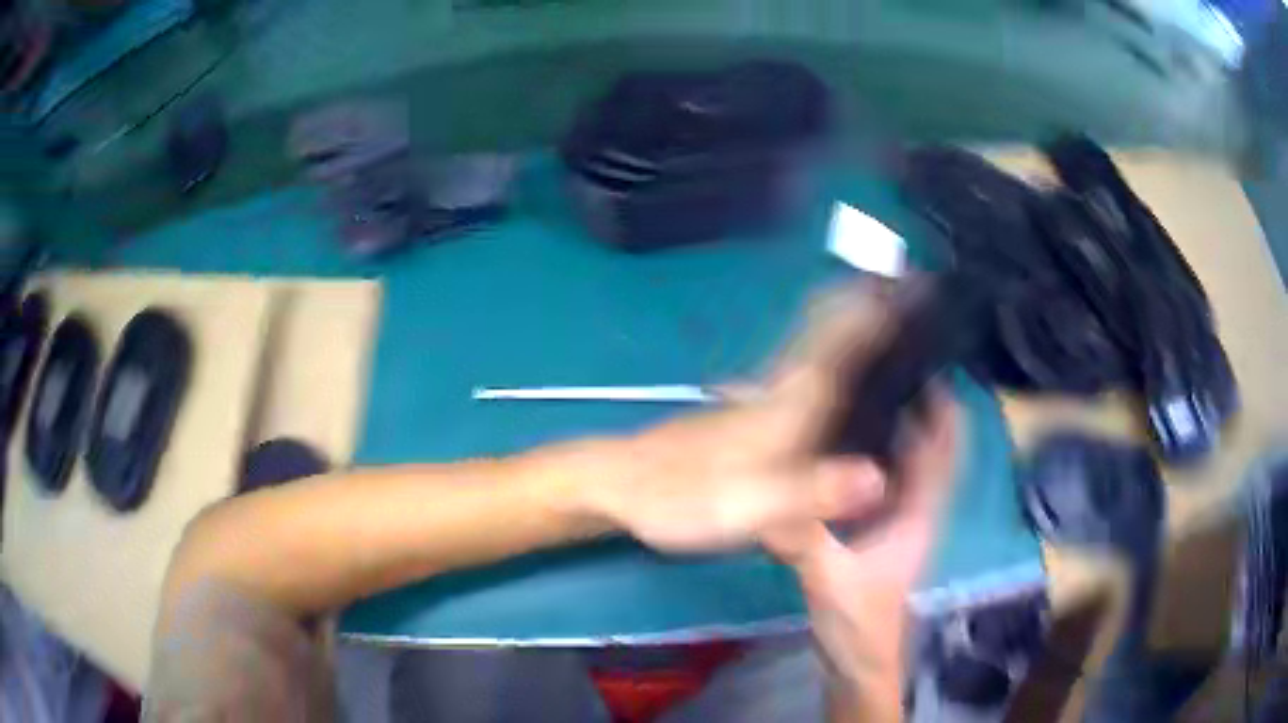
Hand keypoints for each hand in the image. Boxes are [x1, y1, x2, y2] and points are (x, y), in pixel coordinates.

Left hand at [588, 284, 898, 552]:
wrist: (620, 486)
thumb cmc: (681, 495)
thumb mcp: (749, 506)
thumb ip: (811, 493)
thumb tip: (879, 478)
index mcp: (788, 403)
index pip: (839, 340)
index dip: (872, 305)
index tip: (906, 278)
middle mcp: (780, 390)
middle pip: (830, 332)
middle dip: (868, 304)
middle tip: (911, 291)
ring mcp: (762, 400)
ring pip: (818, 350)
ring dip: (852, 325)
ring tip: (894, 321)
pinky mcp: (751, 417)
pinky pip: (807, 376)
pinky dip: (832, 359)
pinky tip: (846, 380)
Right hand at [764, 389, 957, 721]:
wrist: (856, 662)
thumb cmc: (858, 622)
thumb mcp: (830, 579)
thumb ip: (806, 540)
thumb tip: (770, 497)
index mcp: (918, 513)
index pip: (943, 450)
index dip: (943, 408)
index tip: (926, 365)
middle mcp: (913, 509)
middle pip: (924, 448)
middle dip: (912, 408)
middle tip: (876, 369)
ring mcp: (893, 522)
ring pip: (900, 465)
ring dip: (888, 431)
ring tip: (854, 396)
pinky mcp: (871, 532)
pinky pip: (875, 484)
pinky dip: (866, 460)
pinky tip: (834, 448)